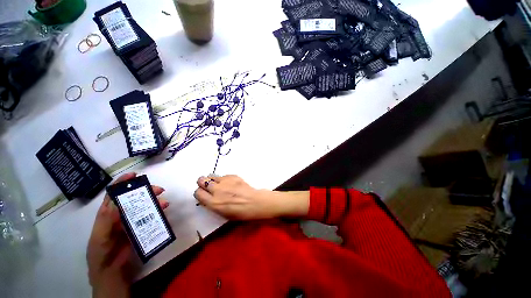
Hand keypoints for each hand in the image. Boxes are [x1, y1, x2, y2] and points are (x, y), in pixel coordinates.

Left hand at [86, 173, 168, 297]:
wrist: (111, 272)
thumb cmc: (101, 253)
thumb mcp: (100, 237)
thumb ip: (107, 220)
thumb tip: (118, 202)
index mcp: (107, 213)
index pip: (114, 193)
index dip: (123, 182)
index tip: (134, 175)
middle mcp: (120, 214)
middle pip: (133, 197)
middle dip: (145, 190)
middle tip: (158, 189)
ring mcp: (131, 221)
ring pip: (144, 206)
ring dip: (155, 201)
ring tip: (165, 202)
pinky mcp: (141, 227)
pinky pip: (151, 216)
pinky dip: (158, 212)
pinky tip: (164, 212)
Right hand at [194, 175, 308, 219]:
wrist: (255, 202)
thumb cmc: (241, 213)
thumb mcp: (223, 213)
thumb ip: (213, 204)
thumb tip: (208, 196)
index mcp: (213, 203)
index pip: (198, 193)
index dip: (199, 192)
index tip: (203, 193)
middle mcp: (217, 190)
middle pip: (202, 180)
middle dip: (203, 182)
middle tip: (208, 185)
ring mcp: (225, 181)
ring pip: (212, 176)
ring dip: (212, 179)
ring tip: (218, 183)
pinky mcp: (233, 176)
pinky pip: (223, 175)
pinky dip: (224, 179)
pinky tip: (230, 183)